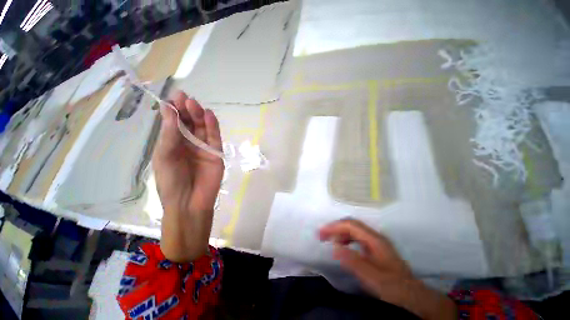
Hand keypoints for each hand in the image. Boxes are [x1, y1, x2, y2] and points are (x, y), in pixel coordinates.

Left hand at [153, 91, 223, 261]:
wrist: (190, 202)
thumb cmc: (171, 181)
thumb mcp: (165, 155)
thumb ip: (170, 133)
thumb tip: (169, 109)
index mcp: (172, 143)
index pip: (174, 123)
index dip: (174, 110)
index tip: (174, 97)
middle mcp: (188, 143)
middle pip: (189, 123)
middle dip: (187, 110)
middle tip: (185, 99)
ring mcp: (204, 147)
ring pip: (202, 128)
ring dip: (199, 115)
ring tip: (194, 105)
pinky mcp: (216, 152)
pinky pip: (214, 137)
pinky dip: (213, 126)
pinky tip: (209, 115)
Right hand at [319, 219, 456, 319]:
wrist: (412, 294)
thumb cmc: (393, 285)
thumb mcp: (372, 276)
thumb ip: (353, 261)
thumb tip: (334, 247)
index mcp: (374, 239)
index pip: (351, 225)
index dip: (335, 226)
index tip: (321, 233)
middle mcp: (374, 236)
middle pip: (351, 224)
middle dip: (335, 227)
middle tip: (322, 235)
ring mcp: (375, 241)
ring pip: (353, 230)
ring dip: (340, 232)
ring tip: (329, 240)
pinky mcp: (374, 247)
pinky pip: (356, 237)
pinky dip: (346, 239)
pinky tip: (342, 246)